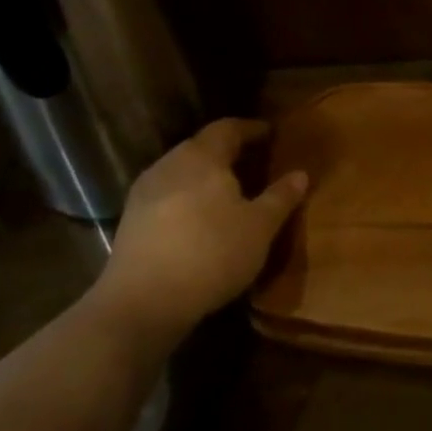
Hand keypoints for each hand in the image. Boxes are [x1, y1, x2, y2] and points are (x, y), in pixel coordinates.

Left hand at [90, 118, 307, 349]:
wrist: (143, 302)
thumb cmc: (212, 253)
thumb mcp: (260, 227)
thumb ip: (280, 197)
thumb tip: (300, 174)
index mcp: (201, 157)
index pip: (227, 128)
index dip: (251, 128)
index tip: (270, 133)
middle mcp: (169, 164)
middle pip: (201, 146)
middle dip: (227, 151)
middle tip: (253, 162)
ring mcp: (144, 192)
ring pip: (181, 171)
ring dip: (205, 176)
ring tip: (229, 192)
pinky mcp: (131, 220)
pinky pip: (167, 195)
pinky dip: (188, 198)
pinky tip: (200, 219)